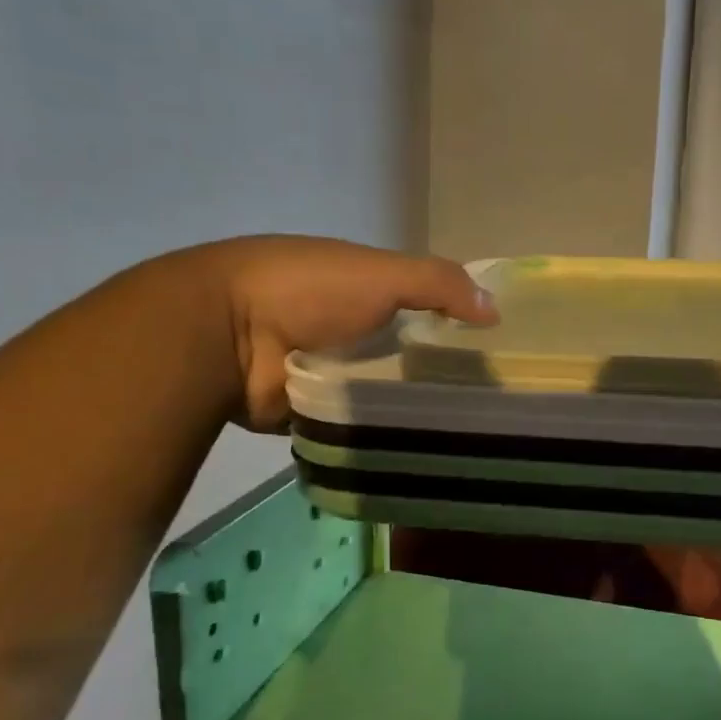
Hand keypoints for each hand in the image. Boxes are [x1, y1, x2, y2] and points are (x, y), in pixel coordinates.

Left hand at [187, 236, 496, 430]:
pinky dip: (376, 430)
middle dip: (434, 371)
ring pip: (379, 390)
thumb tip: (495, 310)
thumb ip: (440, 284)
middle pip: (401, 352)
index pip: (418, 305)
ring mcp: (324, 370)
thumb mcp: (383, 273)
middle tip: (483, 401)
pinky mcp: (309, 410)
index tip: (490, 350)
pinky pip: (353, 422)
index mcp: (359, 288)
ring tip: (460, 430)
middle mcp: (343, 327)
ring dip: (407, 405)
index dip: (452, 322)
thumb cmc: (309, 290)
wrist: (224, 333)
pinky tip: (416, 446)